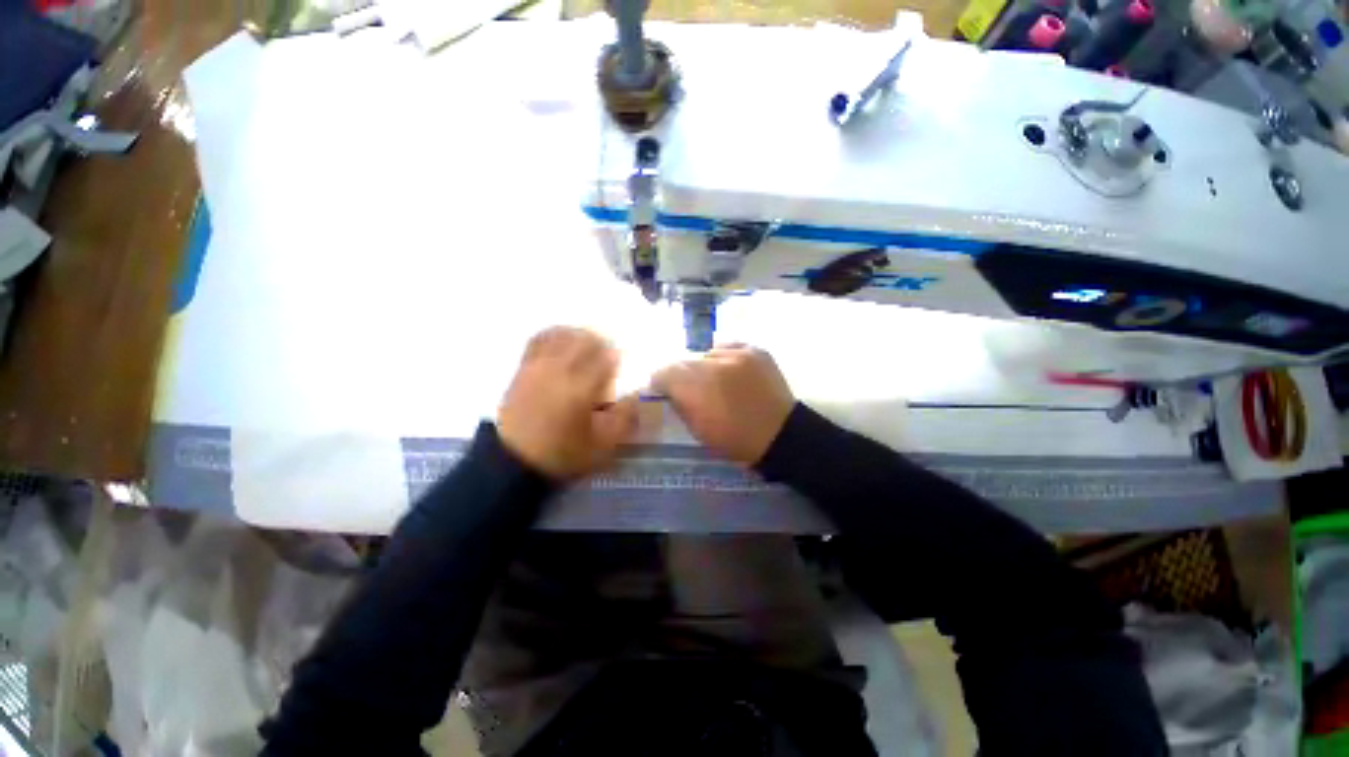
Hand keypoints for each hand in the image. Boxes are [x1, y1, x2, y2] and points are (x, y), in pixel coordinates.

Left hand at [498, 327, 638, 479]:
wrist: (515, 462)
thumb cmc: (564, 453)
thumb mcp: (603, 444)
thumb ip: (625, 418)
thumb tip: (636, 395)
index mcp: (581, 389)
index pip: (605, 358)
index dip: (617, 356)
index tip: (623, 361)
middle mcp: (559, 370)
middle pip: (584, 339)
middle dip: (600, 342)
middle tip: (607, 354)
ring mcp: (537, 366)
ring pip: (562, 335)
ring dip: (579, 336)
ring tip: (587, 346)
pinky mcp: (523, 369)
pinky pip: (539, 340)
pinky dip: (555, 335)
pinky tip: (563, 343)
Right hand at [651, 345, 794, 465]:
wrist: (781, 436)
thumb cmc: (736, 441)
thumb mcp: (698, 431)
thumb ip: (680, 405)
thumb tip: (670, 390)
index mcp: (696, 391)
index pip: (664, 372)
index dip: (661, 381)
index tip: (664, 389)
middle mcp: (713, 366)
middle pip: (684, 361)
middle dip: (682, 374)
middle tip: (691, 388)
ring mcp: (736, 355)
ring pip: (707, 353)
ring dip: (706, 366)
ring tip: (717, 380)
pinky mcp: (755, 350)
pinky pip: (729, 348)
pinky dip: (725, 358)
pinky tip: (731, 371)